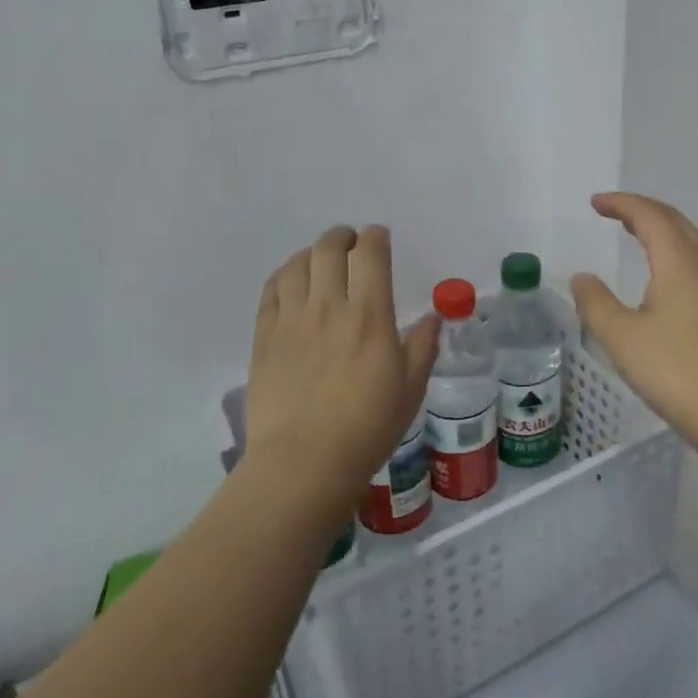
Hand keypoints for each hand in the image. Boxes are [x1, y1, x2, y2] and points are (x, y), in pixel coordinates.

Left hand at [243, 225, 440, 523]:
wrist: (304, 462)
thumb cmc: (367, 428)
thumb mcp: (410, 390)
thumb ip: (423, 347)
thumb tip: (433, 317)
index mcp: (369, 315)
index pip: (370, 255)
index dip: (375, 237)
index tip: (379, 237)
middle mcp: (328, 307)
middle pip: (329, 249)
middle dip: (342, 236)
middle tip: (349, 242)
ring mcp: (291, 320)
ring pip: (297, 264)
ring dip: (312, 252)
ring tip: (319, 259)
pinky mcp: (265, 337)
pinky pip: (271, 290)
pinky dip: (284, 275)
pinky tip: (291, 281)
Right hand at [571, 193, 697, 468]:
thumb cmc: (680, 372)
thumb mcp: (623, 339)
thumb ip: (596, 304)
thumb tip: (581, 277)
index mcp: (680, 261)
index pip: (650, 216)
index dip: (621, 204)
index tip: (595, 202)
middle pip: (675, 223)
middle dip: (643, 211)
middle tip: (614, 212)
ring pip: (690, 244)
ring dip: (661, 232)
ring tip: (635, 236)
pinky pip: (696, 267)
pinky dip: (672, 256)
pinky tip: (662, 281)